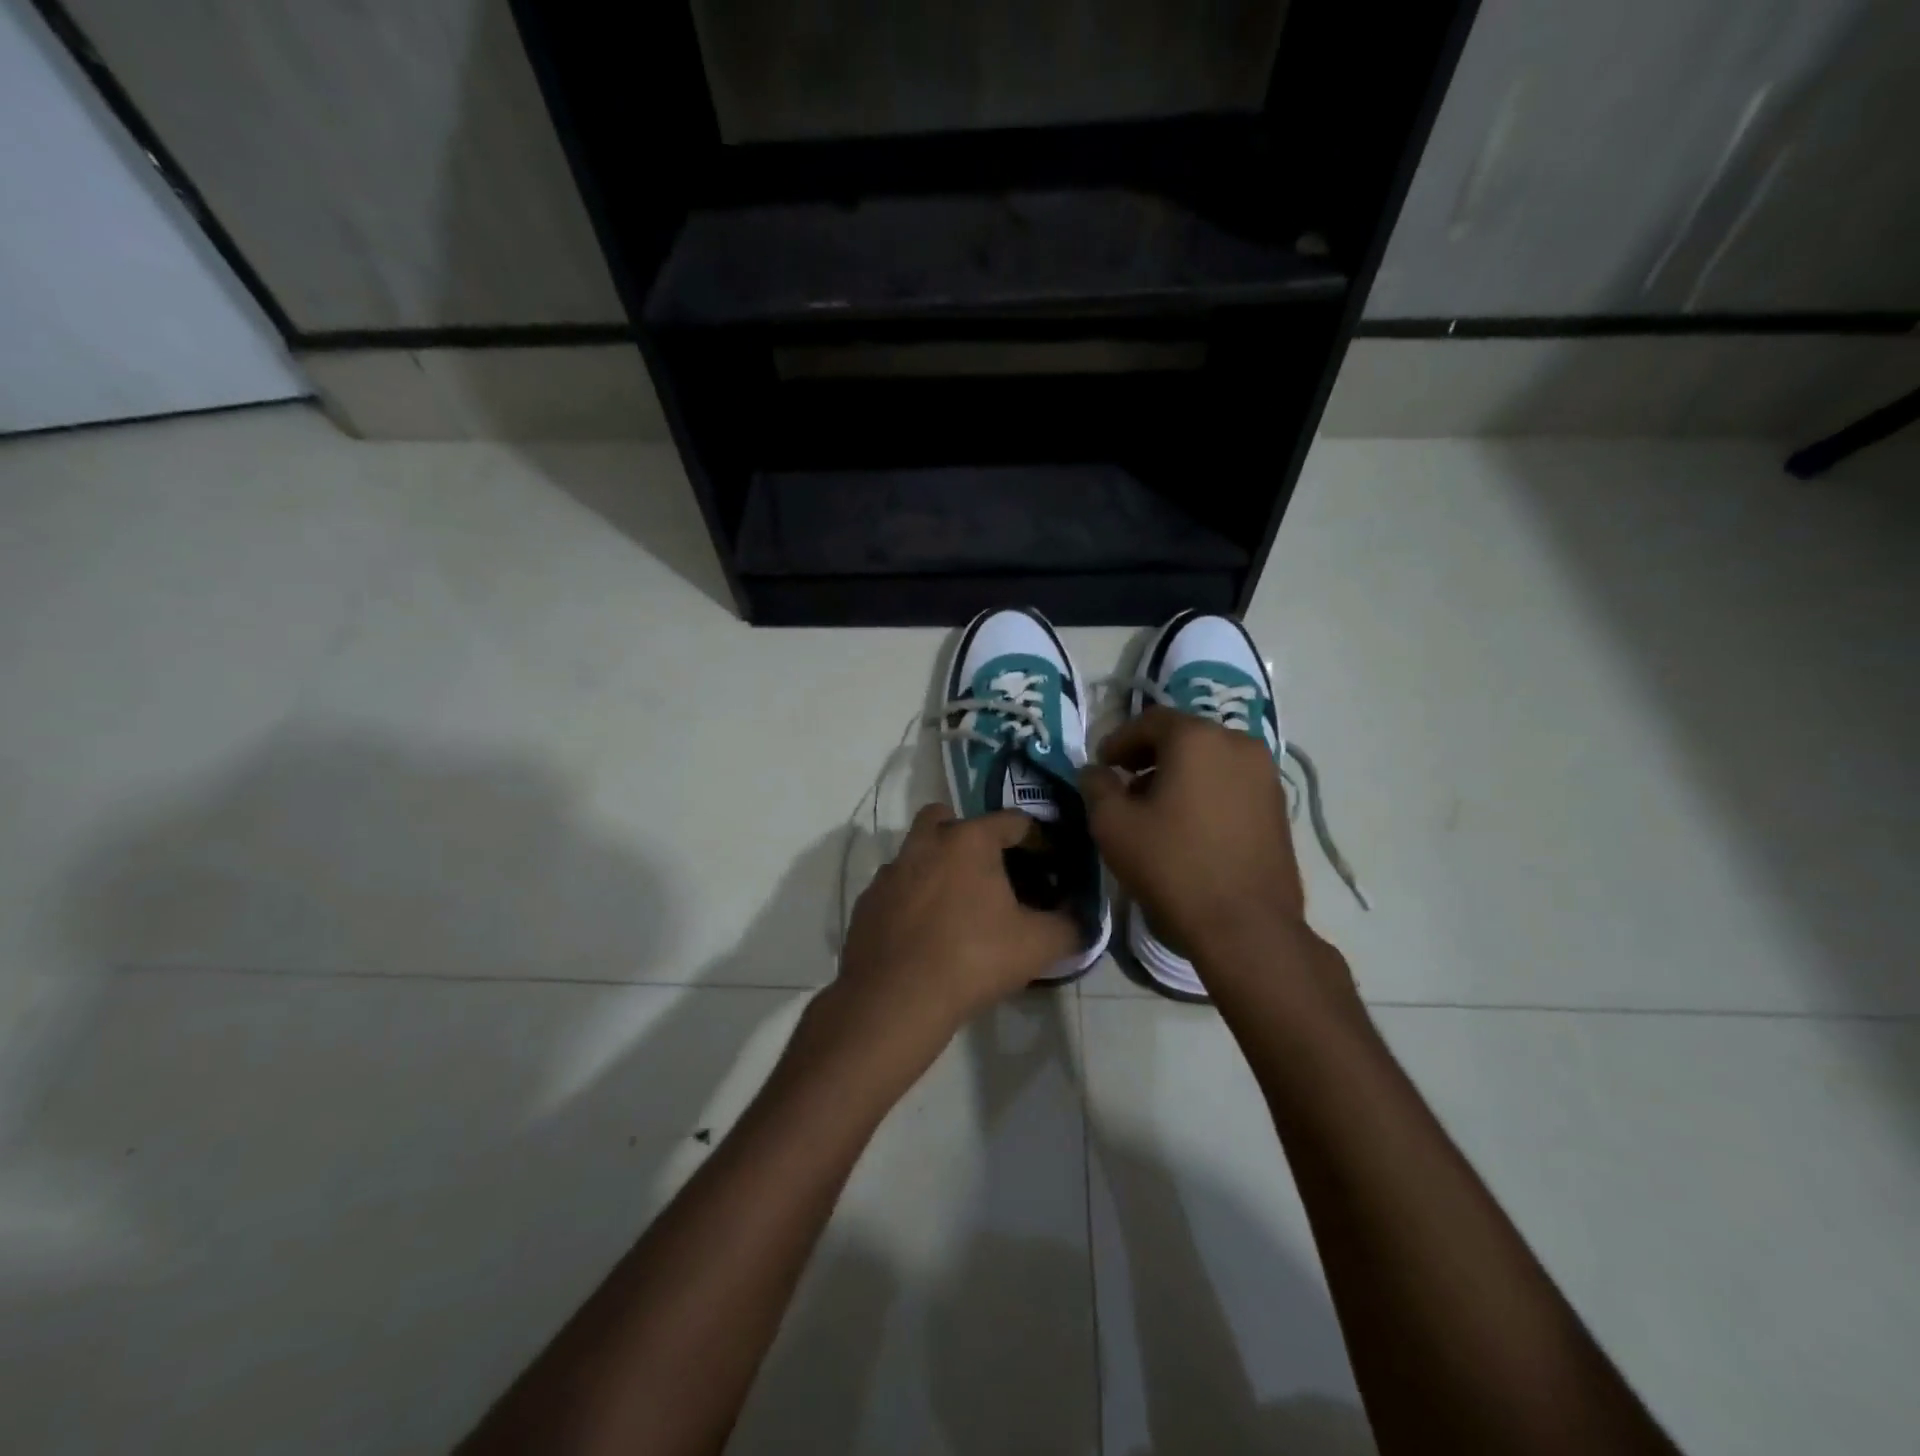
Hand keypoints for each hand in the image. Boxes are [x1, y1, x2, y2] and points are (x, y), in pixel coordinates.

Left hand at [831, 805, 1079, 1061]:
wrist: (895, 1000)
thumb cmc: (972, 960)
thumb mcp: (1037, 946)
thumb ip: (1070, 926)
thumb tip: (1082, 920)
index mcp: (969, 841)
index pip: (1012, 820)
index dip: (1037, 839)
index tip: (1049, 863)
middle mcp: (925, 843)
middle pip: (948, 818)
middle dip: (970, 836)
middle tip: (990, 871)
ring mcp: (890, 871)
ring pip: (917, 851)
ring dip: (936, 865)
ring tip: (957, 904)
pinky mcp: (867, 901)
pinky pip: (896, 886)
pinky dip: (912, 897)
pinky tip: (924, 930)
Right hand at [1081, 707, 1307, 965]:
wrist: (1247, 927)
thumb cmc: (1173, 867)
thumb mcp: (1113, 825)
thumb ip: (1096, 787)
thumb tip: (1095, 771)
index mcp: (1197, 738)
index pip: (1149, 720)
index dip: (1119, 740)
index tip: (1101, 766)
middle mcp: (1238, 743)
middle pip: (1183, 736)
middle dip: (1149, 756)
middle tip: (1124, 784)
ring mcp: (1265, 775)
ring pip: (1210, 759)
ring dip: (1178, 773)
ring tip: (1154, 808)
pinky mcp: (1278, 806)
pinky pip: (1231, 782)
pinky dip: (1205, 790)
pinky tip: (1188, 825)